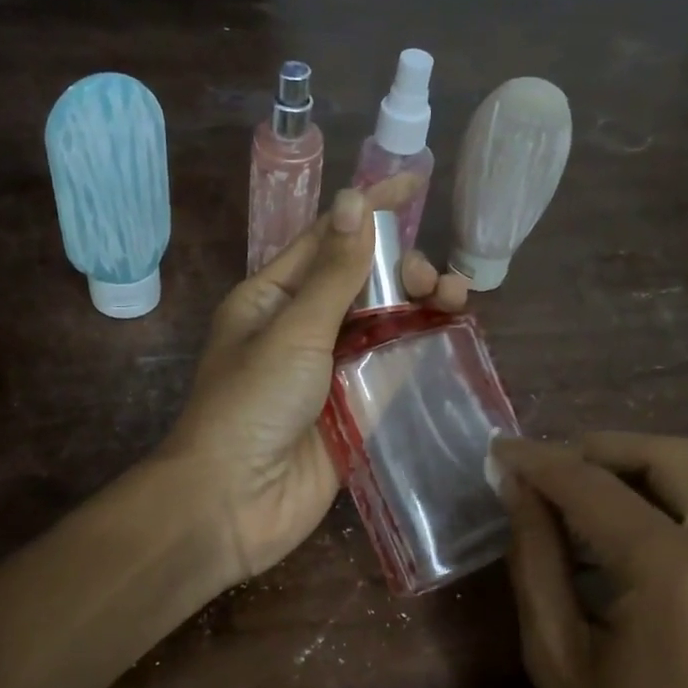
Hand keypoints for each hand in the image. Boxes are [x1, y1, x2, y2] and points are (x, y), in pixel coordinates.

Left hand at [163, 181, 467, 586]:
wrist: (234, 502)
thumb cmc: (250, 405)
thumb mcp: (293, 329)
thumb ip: (333, 273)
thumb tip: (355, 201)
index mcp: (273, 298)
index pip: (327, 240)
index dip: (370, 210)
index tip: (415, 184)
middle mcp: (302, 327)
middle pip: (362, 281)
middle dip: (401, 267)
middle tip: (429, 281)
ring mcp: (331, 370)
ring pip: (384, 323)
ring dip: (419, 303)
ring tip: (453, 297)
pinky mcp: (356, 410)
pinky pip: (394, 368)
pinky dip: (421, 347)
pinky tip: (452, 331)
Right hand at [492, 433, 687, 687]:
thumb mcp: (556, 653)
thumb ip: (536, 556)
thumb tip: (517, 487)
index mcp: (683, 573)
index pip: (597, 487)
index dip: (541, 463)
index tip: (497, 451)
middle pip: (669, 458)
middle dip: (597, 451)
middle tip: (541, 471)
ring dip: (630, 476)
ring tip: (568, 500)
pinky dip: (659, 507)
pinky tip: (614, 536)